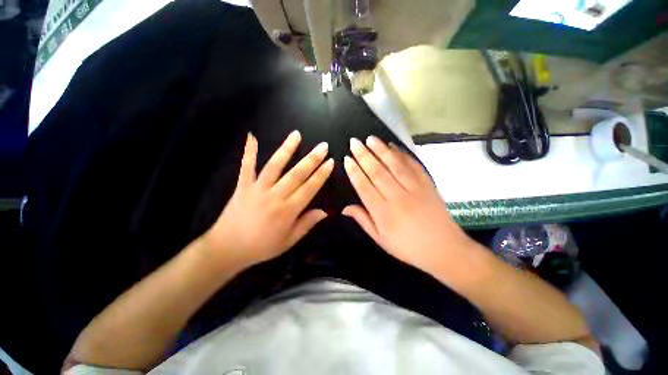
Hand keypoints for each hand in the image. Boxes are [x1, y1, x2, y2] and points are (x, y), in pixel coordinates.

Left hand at [205, 131, 332, 269]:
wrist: (227, 249)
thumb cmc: (262, 247)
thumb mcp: (289, 241)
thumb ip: (307, 224)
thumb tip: (325, 211)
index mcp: (288, 211)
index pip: (309, 188)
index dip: (321, 174)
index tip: (330, 162)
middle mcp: (274, 196)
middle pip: (296, 174)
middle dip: (312, 159)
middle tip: (322, 146)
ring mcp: (257, 189)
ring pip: (275, 166)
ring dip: (287, 149)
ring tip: (296, 134)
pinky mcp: (242, 186)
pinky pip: (246, 166)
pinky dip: (249, 151)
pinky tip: (252, 136)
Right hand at [342, 136, 471, 272]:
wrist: (445, 249)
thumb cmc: (408, 247)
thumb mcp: (380, 239)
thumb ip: (363, 220)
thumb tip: (344, 208)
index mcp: (383, 212)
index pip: (364, 187)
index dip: (354, 172)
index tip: (347, 159)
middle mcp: (397, 197)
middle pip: (377, 172)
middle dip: (363, 155)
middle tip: (354, 142)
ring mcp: (414, 188)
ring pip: (394, 165)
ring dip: (381, 150)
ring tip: (370, 138)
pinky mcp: (427, 184)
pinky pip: (413, 165)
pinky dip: (402, 154)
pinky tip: (393, 146)